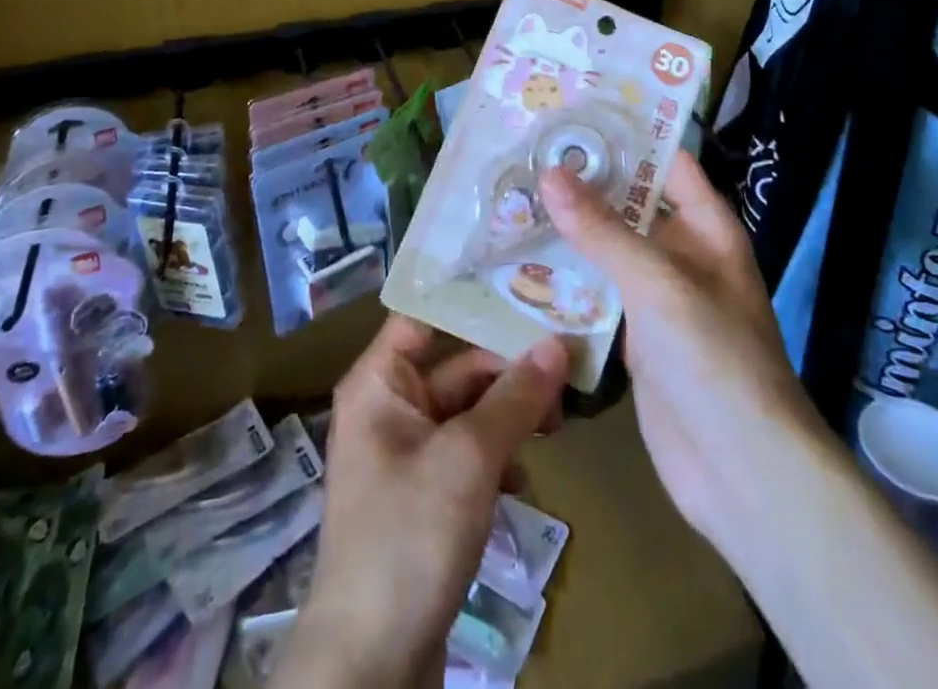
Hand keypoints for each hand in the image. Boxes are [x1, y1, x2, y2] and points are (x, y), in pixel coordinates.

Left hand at [279, 316, 568, 688]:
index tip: (527, 286)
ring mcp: (407, 452)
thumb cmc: (409, 536)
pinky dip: (498, 457)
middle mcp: (389, 406)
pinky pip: (467, 453)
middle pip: (457, 365)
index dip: (472, 300)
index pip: (425, 314)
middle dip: (508, 371)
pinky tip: (526, 479)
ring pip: (468, 411)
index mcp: (380, 382)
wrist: (370, 664)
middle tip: (566, 371)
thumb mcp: (469, 459)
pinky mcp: (425, 494)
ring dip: (510, 416)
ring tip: (556, 426)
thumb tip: (558, 342)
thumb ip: (515, 398)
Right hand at [538, 153, 819, 562]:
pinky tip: (520, 261)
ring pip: (609, 249)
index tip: (572, 111)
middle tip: (525, 152)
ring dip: (569, 230)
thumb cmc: (714, 357)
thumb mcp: (658, 282)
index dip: (627, 134)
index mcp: (706, 227)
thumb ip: (602, 229)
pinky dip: (567, 279)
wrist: (742, 472)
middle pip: (630, 204)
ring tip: (511, 195)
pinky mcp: (635, 338)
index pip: (666, 162)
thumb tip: (550, 173)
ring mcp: (658, 298)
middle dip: (585, 182)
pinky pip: (598, 294)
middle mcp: (682, 254)